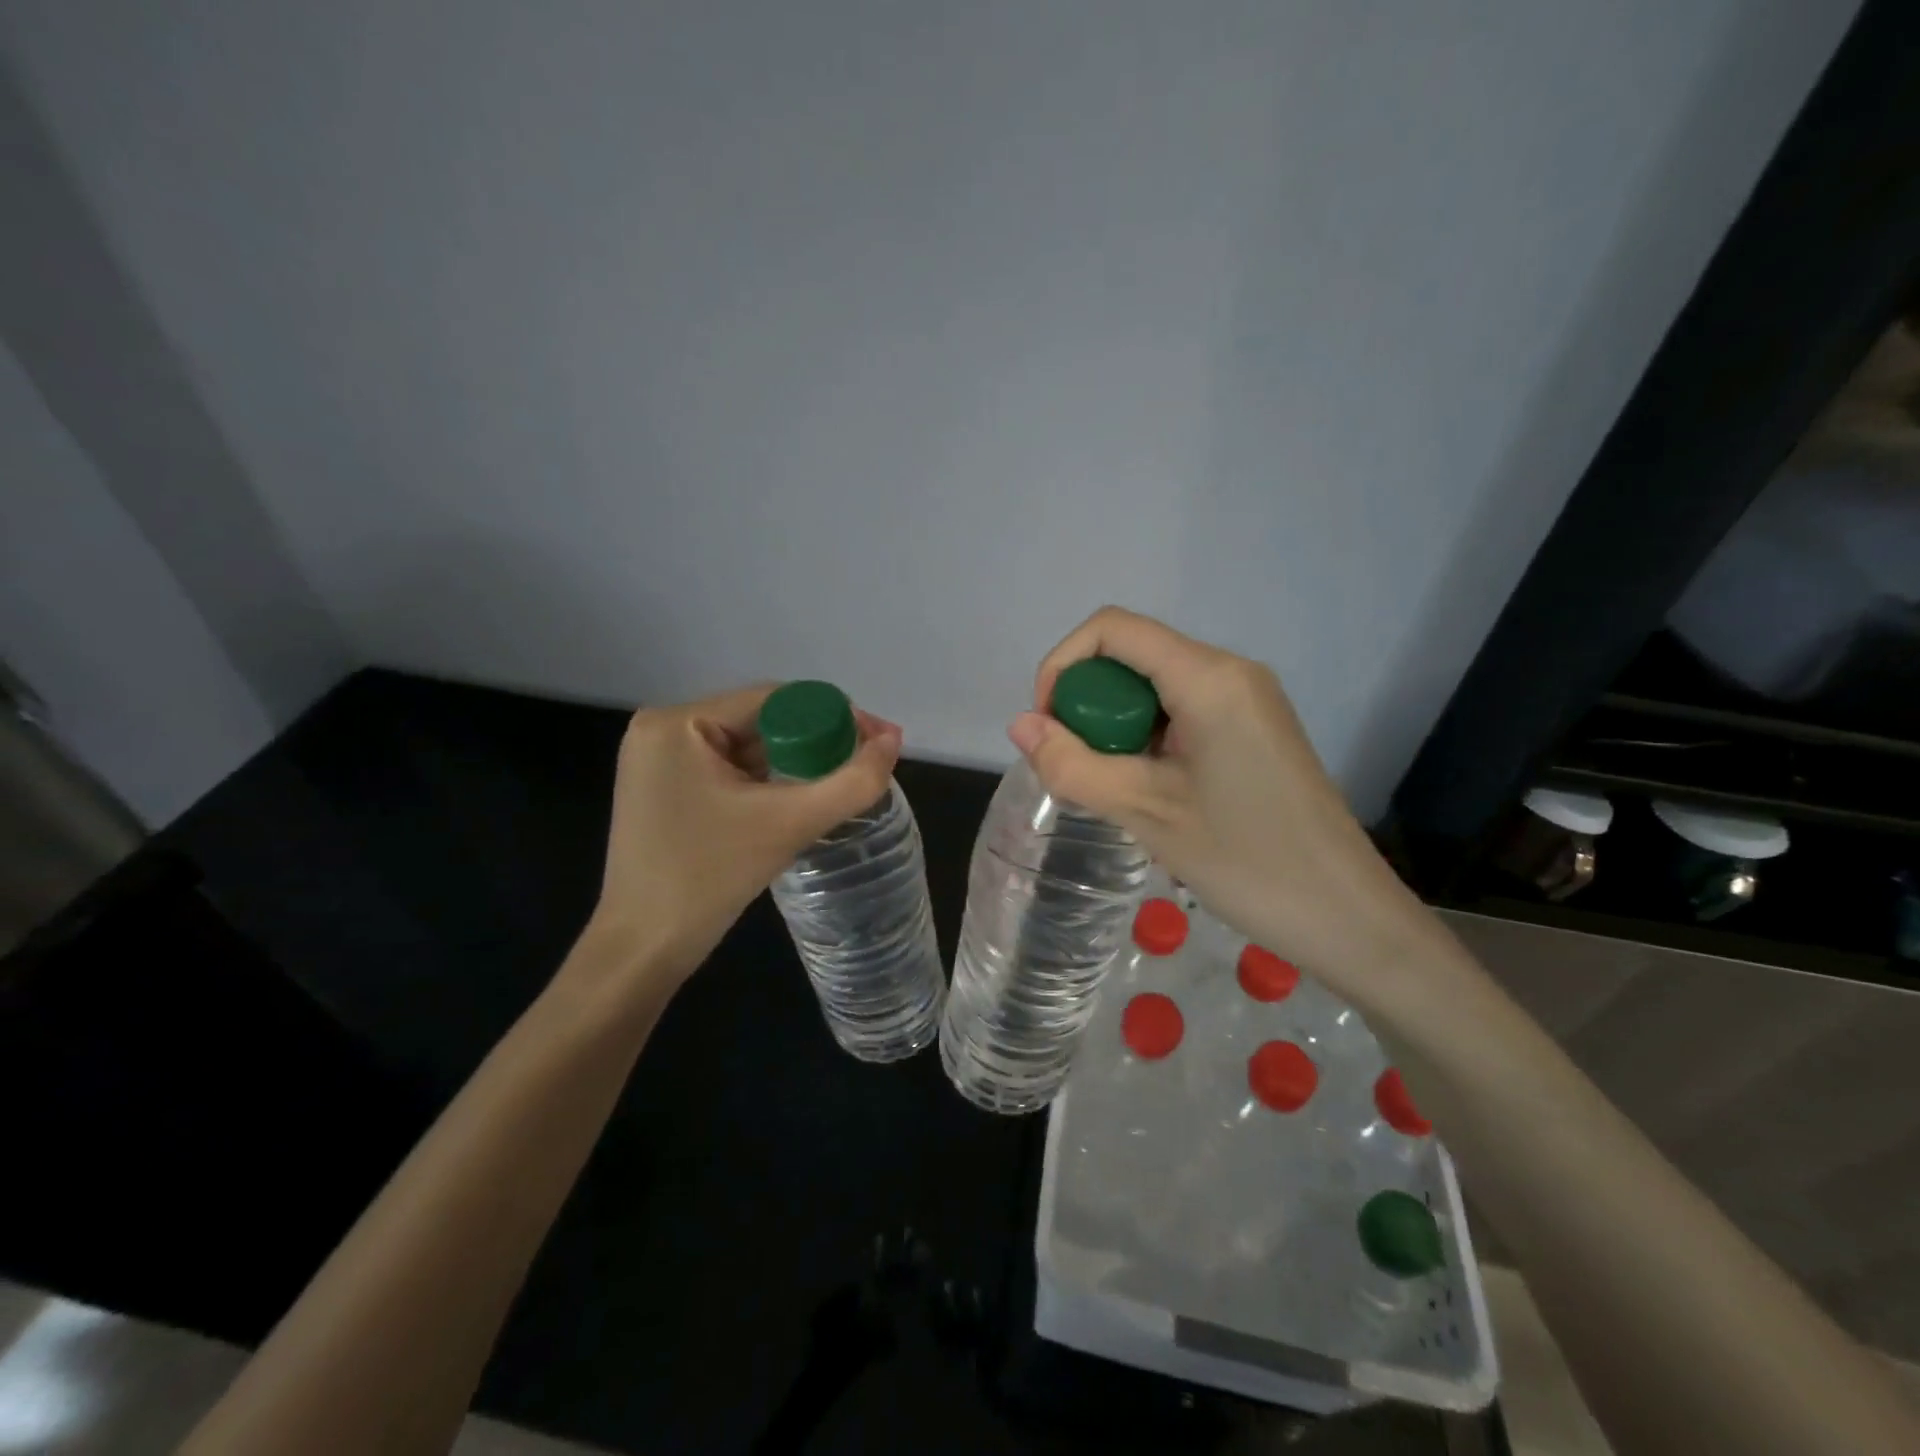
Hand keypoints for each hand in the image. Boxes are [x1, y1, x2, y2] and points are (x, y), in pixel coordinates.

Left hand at [580, 684, 902, 988]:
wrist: (642, 951)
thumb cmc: (707, 880)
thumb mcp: (788, 825)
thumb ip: (851, 782)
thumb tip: (893, 741)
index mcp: (678, 723)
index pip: (774, 699)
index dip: (833, 716)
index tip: (877, 742)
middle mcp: (663, 729)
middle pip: (762, 720)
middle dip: (816, 743)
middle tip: (863, 767)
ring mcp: (661, 760)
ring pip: (750, 746)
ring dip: (795, 763)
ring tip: (839, 786)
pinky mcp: (667, 788)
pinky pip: (732, 770)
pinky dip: (769, 782)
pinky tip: (798, 800)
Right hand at [1007, 608, 1440, 1002]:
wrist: (1348, 918)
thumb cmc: (1248, 863)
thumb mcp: (1146, 814)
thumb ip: (1074, 765)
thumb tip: (1019, 727)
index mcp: (1208, 678)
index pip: (1113, 630)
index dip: (1063, 665)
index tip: (1050, 728)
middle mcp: (1230, 672)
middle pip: (1132, 655)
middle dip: (1088, 703)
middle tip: (1080, 769)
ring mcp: (1247, 700)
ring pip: (1154, 686)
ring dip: (1116, 726)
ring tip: (1112, 787)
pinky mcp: (1254, 729)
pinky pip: (1182, 711)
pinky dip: (1146, 738)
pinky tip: (1146, 789)